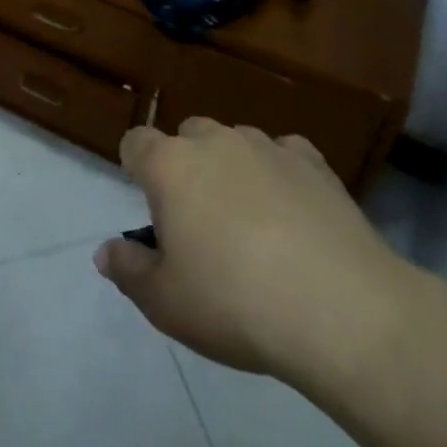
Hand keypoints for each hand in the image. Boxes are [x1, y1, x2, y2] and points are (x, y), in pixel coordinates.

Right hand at [94, 118, 429, 399]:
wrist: (341, 310)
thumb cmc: (235, 304)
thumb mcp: (166, 303)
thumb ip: (128, 271)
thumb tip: (105, 252)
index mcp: (169, 165)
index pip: (135, 141)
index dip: (135, 166)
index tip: (149, 204)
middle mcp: (214, 141)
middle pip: (187, 136)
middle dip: (186, 165)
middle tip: (199, 220)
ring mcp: (267, 146)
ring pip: (235, 142)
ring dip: (233, 168)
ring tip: (251, 221)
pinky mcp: (314, 163)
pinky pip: (284, 154)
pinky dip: (280, 174)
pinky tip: (294, 213)